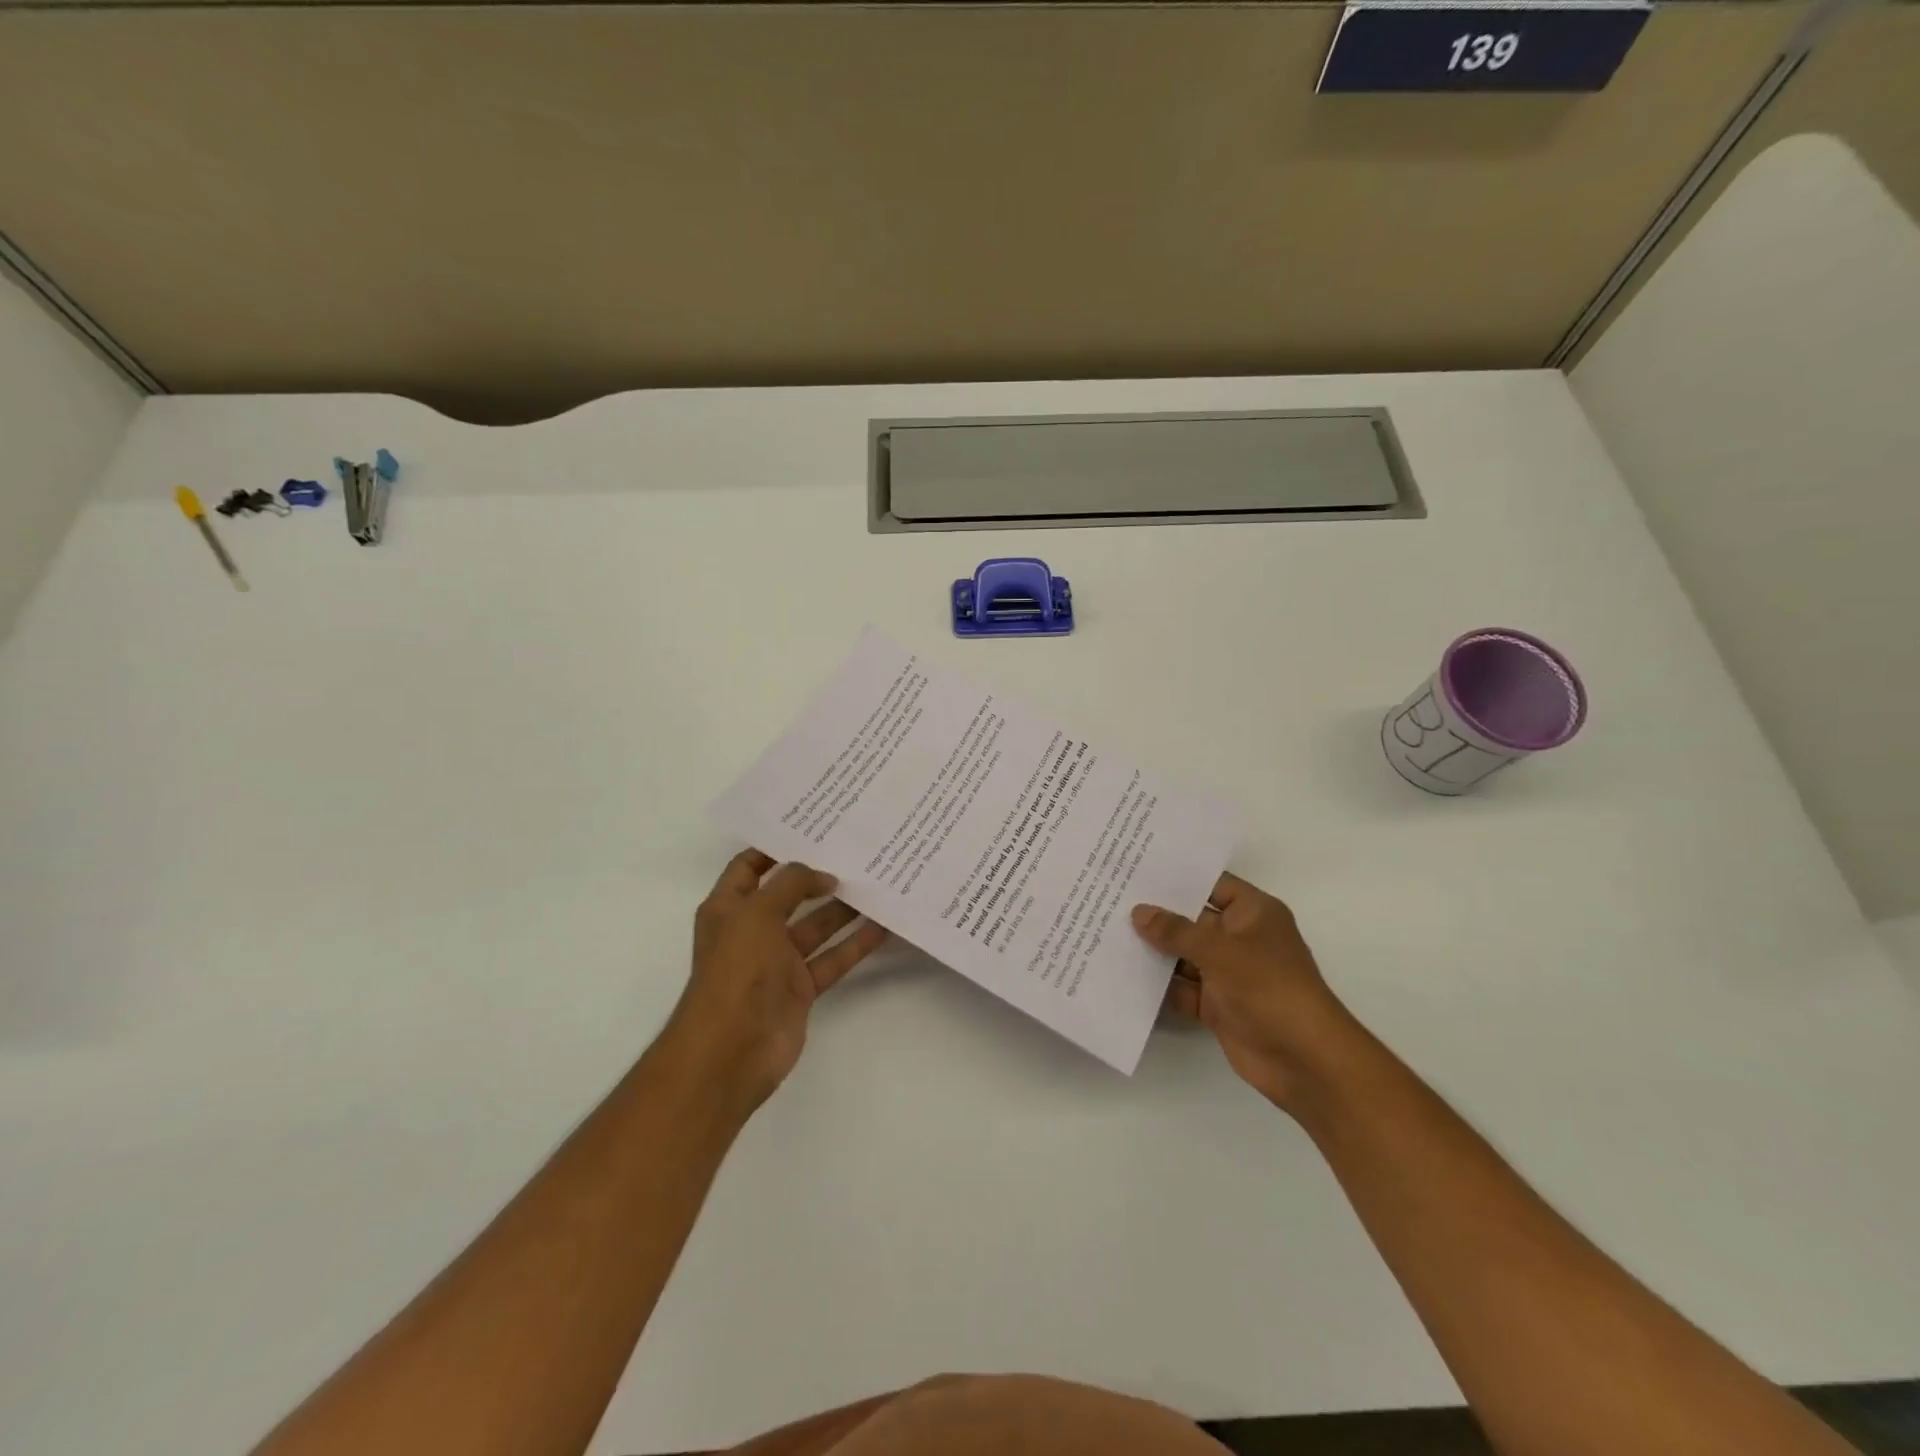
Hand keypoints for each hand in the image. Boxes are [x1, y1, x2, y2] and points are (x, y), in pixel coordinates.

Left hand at [665, 850, 889, 1111]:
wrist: (731, 1050)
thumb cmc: (736, 970)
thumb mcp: (757, 913)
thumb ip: (791, 884)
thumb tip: (823, 875)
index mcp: (728, 908)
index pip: (749, 867)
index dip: (774, 848)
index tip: (812, 831)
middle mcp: (753, 930)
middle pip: (789, 894)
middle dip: (818, 875)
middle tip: (856, 852)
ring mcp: (778, 961)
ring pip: (816, 926)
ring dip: (843, 908)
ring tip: (878, 883)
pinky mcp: (800, 988)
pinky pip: (832, 958)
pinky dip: (856, 944)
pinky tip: (884, 926)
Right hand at [1133, 872, 1354, 1113]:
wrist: (1304, 1059)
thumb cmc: (1268, 988)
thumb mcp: (1219, 950)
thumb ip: (1176, 931)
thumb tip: (1139, 912)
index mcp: (1253, 913)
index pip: (1212, 884)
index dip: (1179, 877)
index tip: (1137, 868)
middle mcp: (1240, 939)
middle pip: (1193, 920)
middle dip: (1157, 914)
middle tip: (1112, 897)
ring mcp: (1229, 974)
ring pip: (1184, 956)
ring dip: (1154, 951)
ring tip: (1107, 932)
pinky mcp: (1218, 1006)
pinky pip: (1182, 989)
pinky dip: (1159, 986)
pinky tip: (1123, 975)